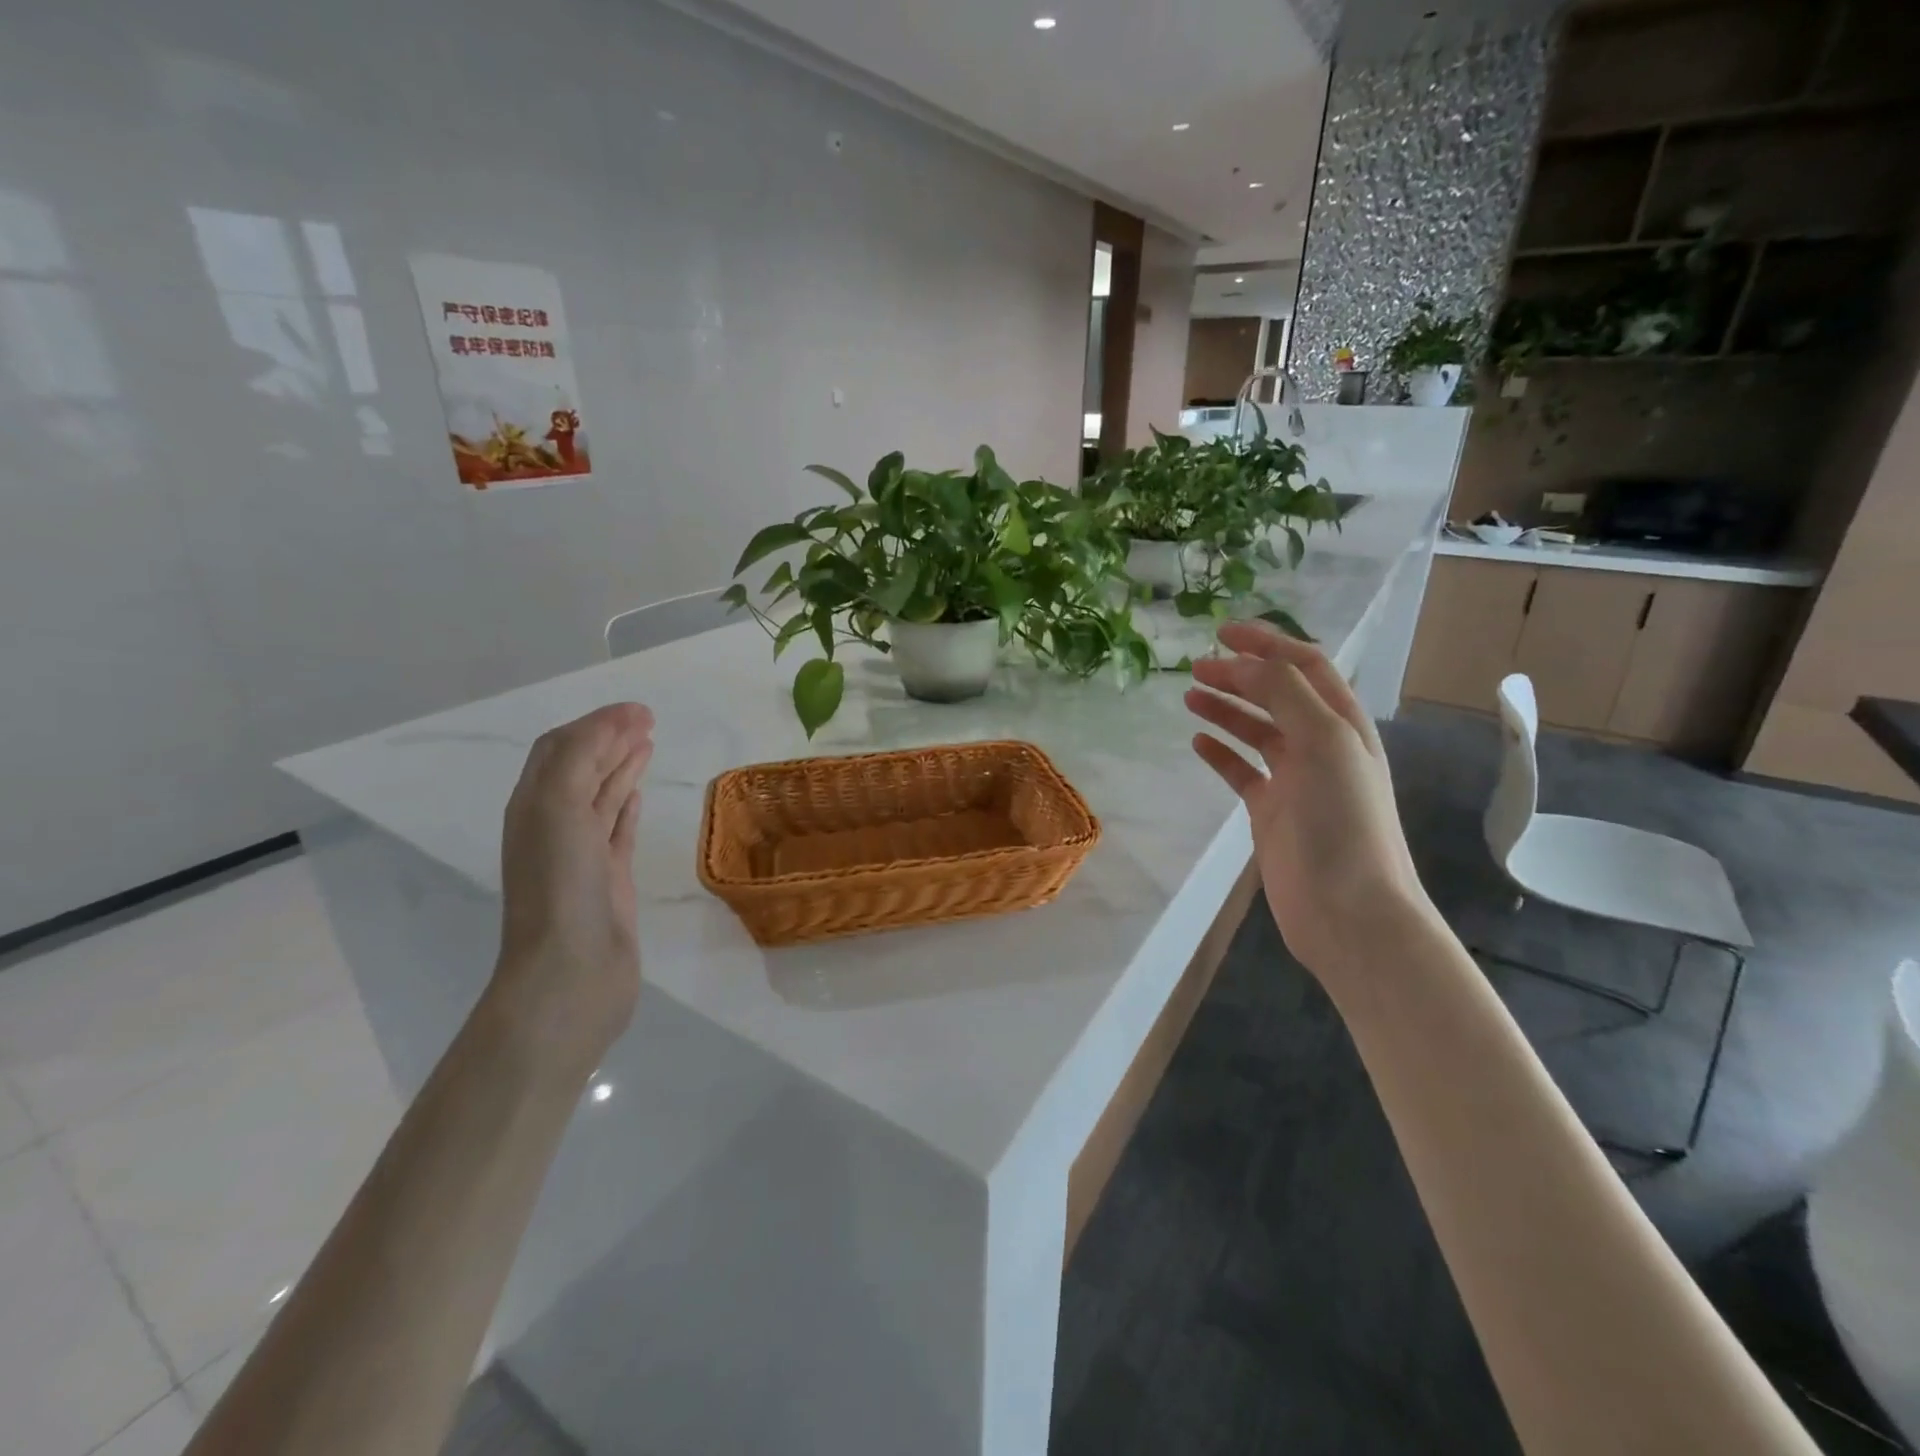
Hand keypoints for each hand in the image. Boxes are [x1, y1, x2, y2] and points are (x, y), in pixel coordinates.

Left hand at [491, 702, 654, 1074]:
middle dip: (611, 739)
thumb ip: (583, 757)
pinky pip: (617, 831)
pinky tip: (639, 793)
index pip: (562, 748)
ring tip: (649, 744)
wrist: (571, 973)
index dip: (597, 723)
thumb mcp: (560, 807)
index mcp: (534, 805)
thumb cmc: (561, 885)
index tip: (640, 709)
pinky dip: (627, 806)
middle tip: (649, 719)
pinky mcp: (609, 879)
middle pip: (582, 768)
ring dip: (622, 767)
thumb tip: (616, 721)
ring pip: (602, 797)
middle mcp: (553, 824)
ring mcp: (582, 854)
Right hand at [1186, 622, 1434, 984]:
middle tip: (1195, 667)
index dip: (1266, 644)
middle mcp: (1320, 745)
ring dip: (1226, 709)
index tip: (1221, 633)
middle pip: (1276, 694)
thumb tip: (1245, 664)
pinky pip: (1243, 771)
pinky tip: (1198, 744)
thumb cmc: (1343, 821)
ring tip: (1189, 696)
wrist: (1348, 910)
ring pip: (1256, 730)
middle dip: (1238, 674)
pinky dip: (1221, 754)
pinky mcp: (1272, 811)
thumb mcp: (1323, 742)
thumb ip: (1286, 694)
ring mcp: (1295, 779)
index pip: (1304, 666)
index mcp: (1342, 723)